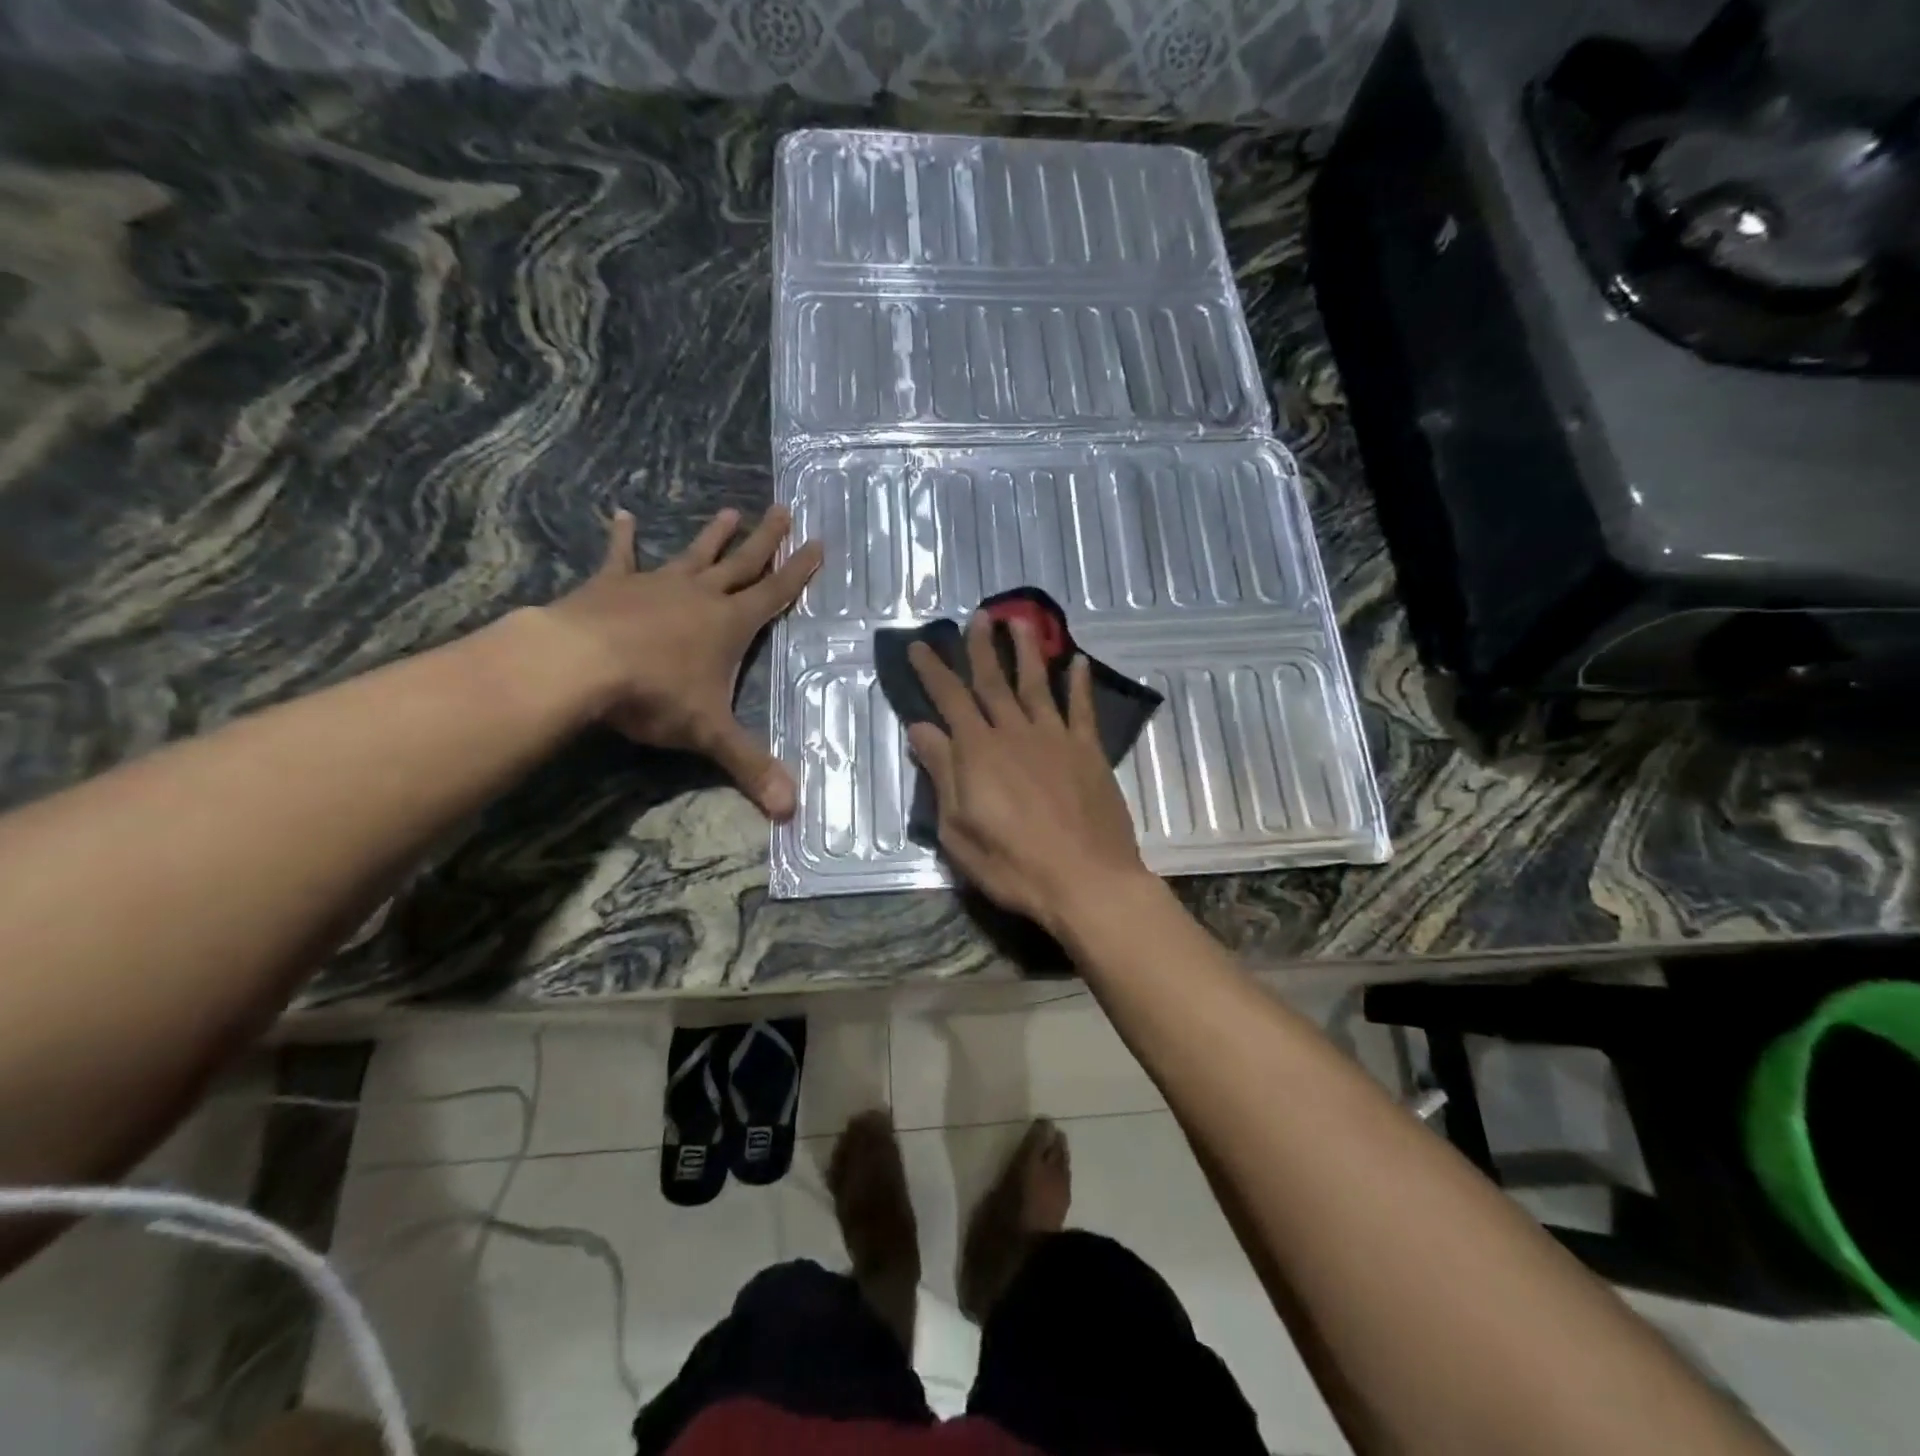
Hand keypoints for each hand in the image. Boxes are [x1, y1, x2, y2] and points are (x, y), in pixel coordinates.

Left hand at [540, 506, 822, 818]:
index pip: (775, 594)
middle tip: (784, 509)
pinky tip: (621, 515)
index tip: (818, 542)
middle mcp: (700, 596)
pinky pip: (621, 557)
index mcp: (730, 624)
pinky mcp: (612, 585)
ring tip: (730, 511)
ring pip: (694, 555)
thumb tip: (792, 811)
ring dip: (714, 536)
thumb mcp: (709, 733)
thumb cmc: (654, 694)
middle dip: (766, 540)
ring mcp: (656, 585)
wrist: (579, 665)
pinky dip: (623, 537)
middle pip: (742, 563)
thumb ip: (751, 767)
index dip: (799, 571)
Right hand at [907, 613, 1149, 935]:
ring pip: (1037, 684)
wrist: (1085, 879)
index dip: (932, 670)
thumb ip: (942, 774)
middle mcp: (1015, 733)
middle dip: (982, 647)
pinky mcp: (1088, 751)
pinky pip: (1082, 709)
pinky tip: (1079, 662)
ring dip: (1027, 651)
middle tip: (977, 616)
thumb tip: (920, 729)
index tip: (920, 645)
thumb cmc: (1012, 864)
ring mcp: (1055, 738)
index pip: (949, 699)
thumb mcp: (958, 828)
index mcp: (978, 752)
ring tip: (1020, 622)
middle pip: (994, 681)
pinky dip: (1080, 683)